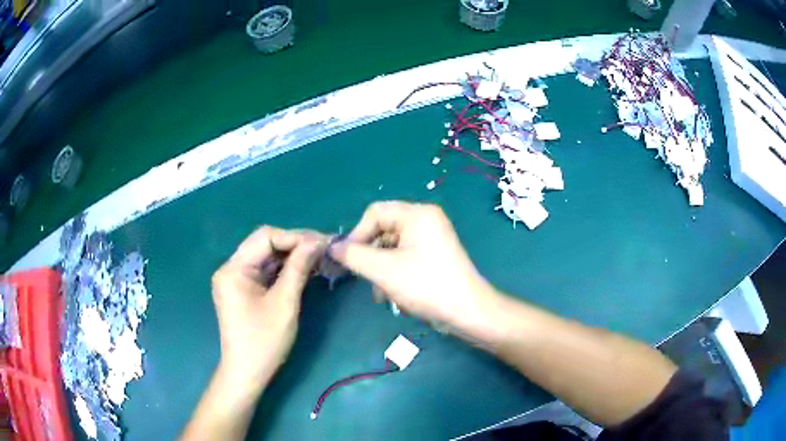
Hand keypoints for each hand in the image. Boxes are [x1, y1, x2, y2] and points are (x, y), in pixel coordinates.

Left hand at [211, 227, 326, 389]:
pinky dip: (284, 269)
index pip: (265, 237)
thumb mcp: (284, 304)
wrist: (247, 372)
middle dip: (295, 244)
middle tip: (324, 249)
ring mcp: (236, 279)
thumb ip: (298, 269)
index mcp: (234, 269)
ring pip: (266, 256)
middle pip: (265, 244)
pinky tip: (304, 270)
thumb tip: (317, 242)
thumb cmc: (264, 341)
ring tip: (319, 258)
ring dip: (291, 256)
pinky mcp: (243, 289)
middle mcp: (231, 268)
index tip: (323, 243)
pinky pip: (265, 271)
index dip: (295, 237)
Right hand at [330, 201, 495, 328]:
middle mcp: (425, 220)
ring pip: (392, 247)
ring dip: (380, 269)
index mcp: (417, 214)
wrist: (467, 312)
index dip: (357, 234)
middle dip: (370, 255)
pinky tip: (390, 295)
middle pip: (384, 230)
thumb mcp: (384, 270)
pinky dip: (393, 273)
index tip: (346, 258)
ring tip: (378, 293)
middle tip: (361, 276)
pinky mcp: (433, 256)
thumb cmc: (426, 286)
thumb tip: (332, 247)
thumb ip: (354, 255)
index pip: (375, 213)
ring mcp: (431, 238)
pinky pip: (404, 257)